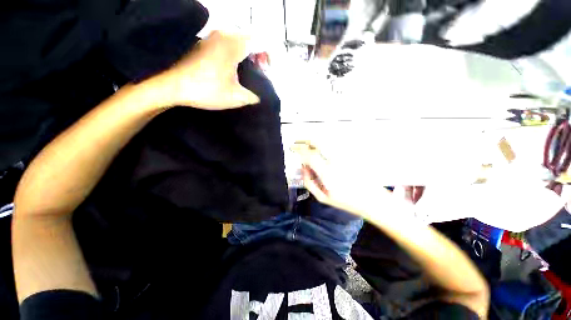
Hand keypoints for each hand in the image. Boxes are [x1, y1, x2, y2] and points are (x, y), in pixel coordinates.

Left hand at [157, 30, 259, 109]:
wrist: (171, 85)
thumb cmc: (206, 90)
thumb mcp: (236, 98)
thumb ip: (253, 97)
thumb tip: (258, 97)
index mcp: (234, 44)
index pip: (261, 41)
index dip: (269, 56)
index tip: (267, 71)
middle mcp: (224, 34)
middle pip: (250, 38)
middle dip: (258, 54)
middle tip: (258, 71)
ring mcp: (212, 36)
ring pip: (238, 39)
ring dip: (247, 53)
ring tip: (246, 71)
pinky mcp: (204, 42)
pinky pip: (227, 42)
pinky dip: (235, 52)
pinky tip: (232, 68)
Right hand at [293, 142, 414, 219]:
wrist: (373, 200)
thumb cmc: (347, 202)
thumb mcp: (323, 197)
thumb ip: (309, 182)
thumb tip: (303, 168)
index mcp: (327, 173)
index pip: (309, 156)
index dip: (299, 151)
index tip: (293, 149)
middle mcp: (335, 161)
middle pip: (317, 143)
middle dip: (304, 140)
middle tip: (297, 141)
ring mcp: (344, 156)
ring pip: (325, 142)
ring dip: (313, 142)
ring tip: (306, 144)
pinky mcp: (350, 155)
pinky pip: (332, 147)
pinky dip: (323, 146)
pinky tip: (319, 150)